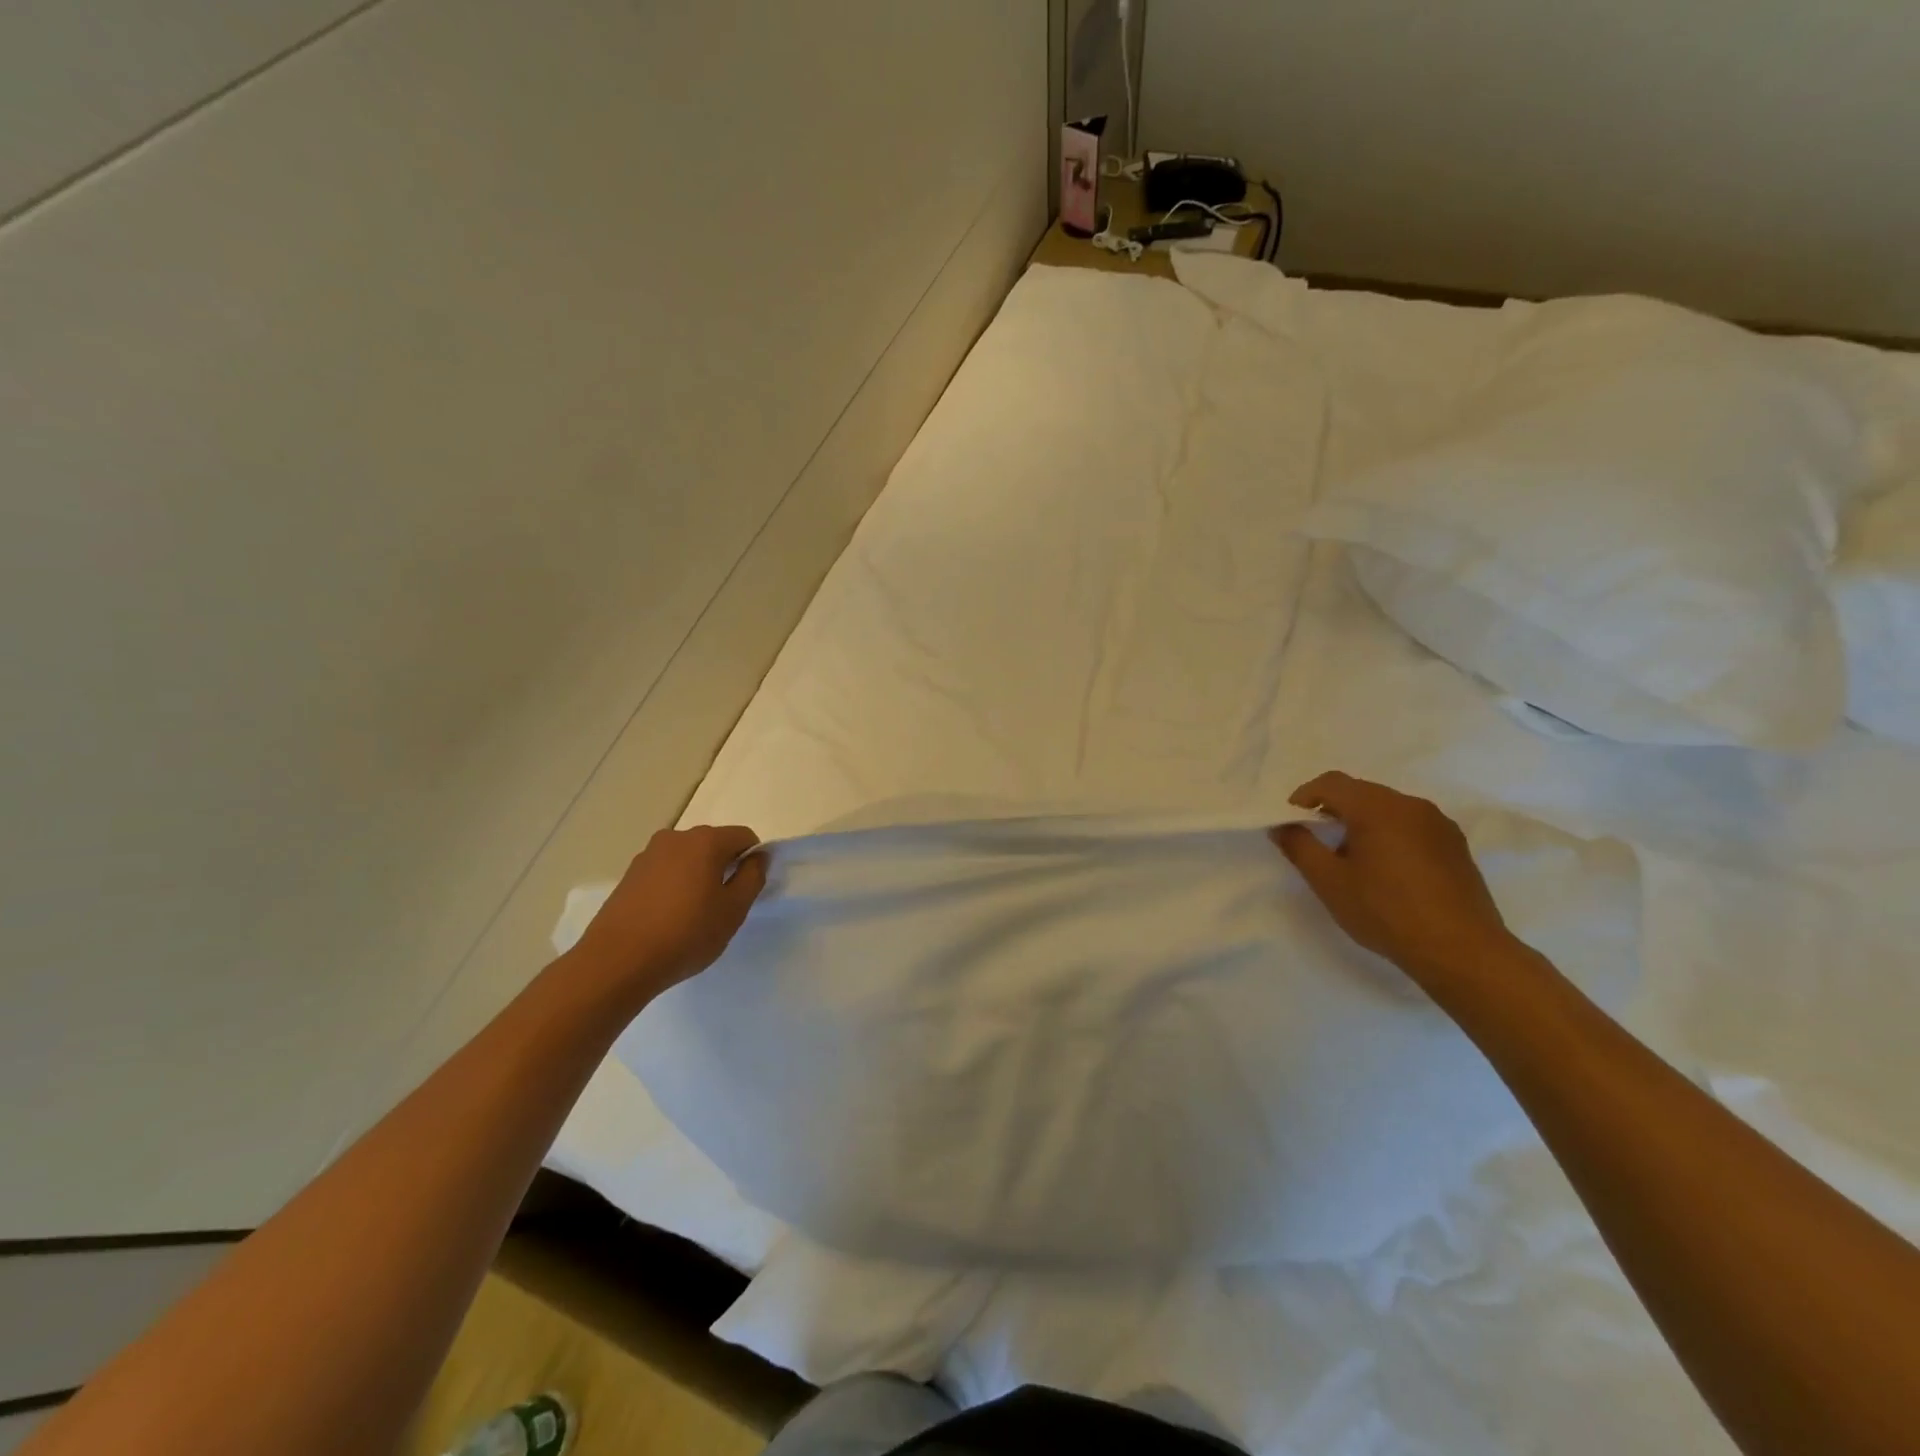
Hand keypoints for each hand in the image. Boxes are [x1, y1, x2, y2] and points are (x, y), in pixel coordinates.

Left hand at [570, 825, 767, 997]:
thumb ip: (753, 877)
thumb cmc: (685, 934)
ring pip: (688, 858)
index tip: (747, 891)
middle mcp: (676, 838)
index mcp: (705, 841)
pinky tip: (668, 917)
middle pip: (714, 844)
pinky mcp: (629, 875)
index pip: (744, 836)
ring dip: (698, 876)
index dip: (753, 860)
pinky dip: (674, 885)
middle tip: (723, 905)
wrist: (617, 962)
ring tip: (693, 914)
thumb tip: (758, 857)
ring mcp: (648, 855)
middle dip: (724, 867)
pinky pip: (665, 871)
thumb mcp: (733, 910)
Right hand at [1271, 772, 1514, 991]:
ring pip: (1388, 809)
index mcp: (1377, 807)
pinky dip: (1390, 835)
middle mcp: (1410, 805)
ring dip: (1363, 823)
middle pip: (1361, 792)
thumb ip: (1300, 847)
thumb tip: (1281, 826)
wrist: (1462, 950)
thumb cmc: (1385, 911)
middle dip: (1333, 810)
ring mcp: (1439, 824)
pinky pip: (1412, 826)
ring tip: (1354, 860)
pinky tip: (1389, 872)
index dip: (1304, 796)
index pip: (1331, 783)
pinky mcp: (1456, 845)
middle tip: (1318, 843)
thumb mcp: (1329, 882)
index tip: (1292, 822)